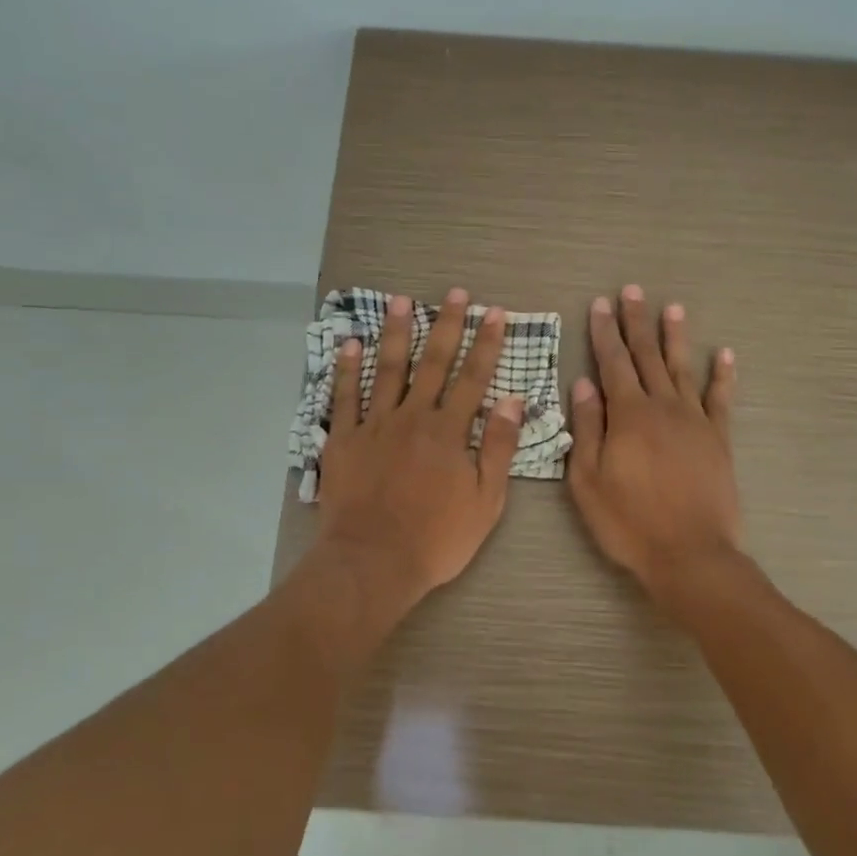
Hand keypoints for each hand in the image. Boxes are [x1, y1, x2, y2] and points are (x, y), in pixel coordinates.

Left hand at [313, 288, 524, 622]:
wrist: (373, 563)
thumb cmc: (436, 539)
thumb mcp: (485, 501)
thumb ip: (498, 448)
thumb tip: (513, 401)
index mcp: (449, 432)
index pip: (473, 378)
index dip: (486, 343)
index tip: (494, 312)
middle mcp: (413, 417)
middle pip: (433, 364)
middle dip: (446, 325)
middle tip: (454, 293)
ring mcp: (374, 426)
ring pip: (387, 370)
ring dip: (397, 333)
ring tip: (402, 301)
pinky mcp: (342, 440)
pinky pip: (343, 397)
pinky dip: (346, 369)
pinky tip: (350, 344)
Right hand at [567, 286, 740, 598]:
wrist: (690, 555)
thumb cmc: (629, 522)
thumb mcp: (588, 481)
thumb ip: (586, 428)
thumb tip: (583, 383)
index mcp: (629, 415)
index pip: (612, 363)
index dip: (604, 332)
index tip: (599, 304)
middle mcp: (663, 407)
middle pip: (647, 356)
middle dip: (636, 322)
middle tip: (631, 291)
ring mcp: (695, 421)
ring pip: (683, 369)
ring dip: (676, 337)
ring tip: (672, 308)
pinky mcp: (719, 440)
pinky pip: (721, 399)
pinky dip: (723, 376)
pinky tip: (724, 354)